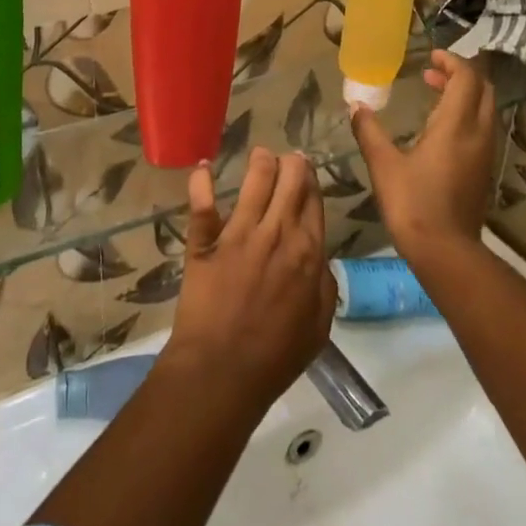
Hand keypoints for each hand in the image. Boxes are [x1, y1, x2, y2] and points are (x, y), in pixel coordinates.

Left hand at [164, 148, 336, 414]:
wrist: (223, 370)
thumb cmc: (276, 356)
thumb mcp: (318, 326)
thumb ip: (324, 286)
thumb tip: (319, 259)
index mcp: (308, 252)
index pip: (313, 201)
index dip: (311, 181)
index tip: (306, 171)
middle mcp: (277, 233)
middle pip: (289, 180)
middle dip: (291, 163)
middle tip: (287, 160)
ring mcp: (238, 233)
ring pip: (255, 180)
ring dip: (260, 161)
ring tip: (260, 154)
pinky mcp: (205, 240)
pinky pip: (203, 203)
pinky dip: (201, 181)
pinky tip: (203, 166)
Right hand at [350, 50, 498, 270]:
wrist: (445, 251)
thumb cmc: (412, 203)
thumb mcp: (383, 164)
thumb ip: (369, 131)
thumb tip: (355, 106)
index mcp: (456, 125)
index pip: (466, 78)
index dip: (452, 61)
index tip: (430, 56)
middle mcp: (478, 134)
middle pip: (483, 90)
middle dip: (460, 74)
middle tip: (431, 72)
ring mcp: (485, 153)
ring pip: (485, 109)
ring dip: (464, 94)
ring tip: (434, 93)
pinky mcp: (484, 170)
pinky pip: (482, 128)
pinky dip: (466, 114)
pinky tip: (440, 127)